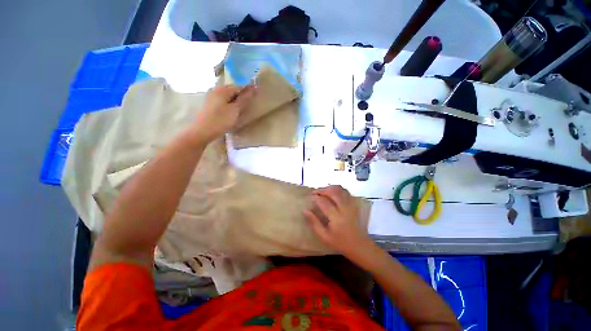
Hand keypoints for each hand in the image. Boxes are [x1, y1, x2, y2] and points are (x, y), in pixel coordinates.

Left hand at [193, 84, 255, 142]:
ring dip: (235, 101)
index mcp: (223, 89)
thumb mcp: (235, 110)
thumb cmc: (221, 120)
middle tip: (247, 106)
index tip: (254, 99)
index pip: (239, 86)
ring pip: (227, 96)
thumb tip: (253, 87)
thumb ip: (244, 99)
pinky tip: (230, 112)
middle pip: (232, 90)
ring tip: (240, 110)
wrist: (203, 131)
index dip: (248, 92)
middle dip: (241, 96)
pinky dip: (228, 104)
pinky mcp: (209, 103)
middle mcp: (216, 89)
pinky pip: (222, 100)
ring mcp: (211, 96)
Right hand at [304, 186, 373, 256]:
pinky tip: (332, 192)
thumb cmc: (340, 242)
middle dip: (322, 190)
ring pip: (340, 190)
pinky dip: (338, 189)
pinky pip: (346, 192)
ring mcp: (351, 205)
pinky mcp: (354, 204)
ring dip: (330, 188)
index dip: (315, 197)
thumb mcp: (324, 236)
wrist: (359, 245)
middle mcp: (344, 208)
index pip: (324, 202)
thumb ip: (314, 223)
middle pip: (333, 192)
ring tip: (323, 191)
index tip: (309, 197)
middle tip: (315, 192)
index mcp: (336, 217)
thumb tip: (305, 210)